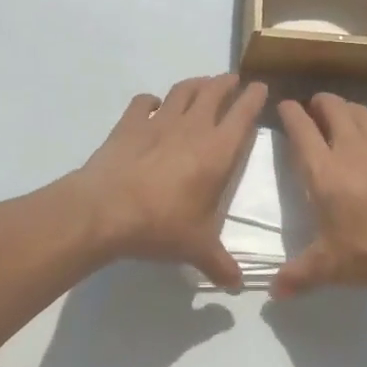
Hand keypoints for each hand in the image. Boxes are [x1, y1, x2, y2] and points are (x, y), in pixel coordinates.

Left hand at [73, 74, 267, 290]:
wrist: (105, 210)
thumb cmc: (160, 225)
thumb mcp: (196, 248)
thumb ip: (219, 263)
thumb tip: (237, 286)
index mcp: (217, 151)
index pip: (242, 114)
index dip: (254, 98)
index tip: (260, 87)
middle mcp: (192, 127)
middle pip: (213, 92)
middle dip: (226, 83)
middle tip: (233, 80)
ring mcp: (158, 121)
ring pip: (182, 90)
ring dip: (195, 84)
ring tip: (201, 84)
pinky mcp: (129, 123)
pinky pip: (144, 101)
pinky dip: (152, 100)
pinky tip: (153, 105)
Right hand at [273, 93, 366, 298]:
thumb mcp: (331, 267)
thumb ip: (300, 275)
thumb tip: (273, 293)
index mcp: (324, 170)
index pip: (301, 127)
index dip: (289, 112)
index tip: (284, 106)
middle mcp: (351, 149)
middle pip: (332, 107)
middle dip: (320, 102)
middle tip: (314, 109)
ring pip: (362, 112)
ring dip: (348, 109)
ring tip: (344, 117)